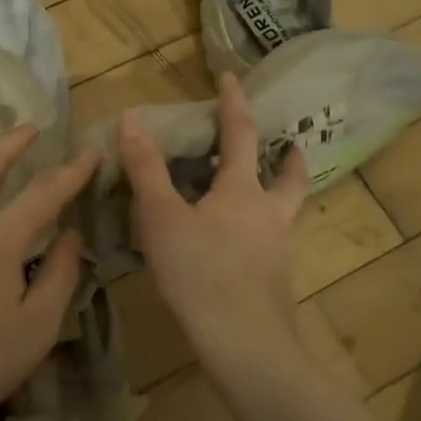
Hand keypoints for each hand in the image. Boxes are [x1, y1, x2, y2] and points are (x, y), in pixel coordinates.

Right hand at [117, 72, 309, 361]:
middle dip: (288, 156)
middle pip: (290, 177)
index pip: (241, 134)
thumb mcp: (162, 218)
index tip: (231, 77)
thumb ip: (146, 169)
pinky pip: (274, 244)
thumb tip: (130, 119)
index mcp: (243, 191)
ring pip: (287, 212)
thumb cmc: (200, 272)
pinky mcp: (276, 281)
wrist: (245, 343)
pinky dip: (265, 233)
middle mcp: (269, 214)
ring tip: (268, 194)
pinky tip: (245, 249)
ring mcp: (278, 250)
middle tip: (288, 144)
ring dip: (284, 193)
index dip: (233, 103)